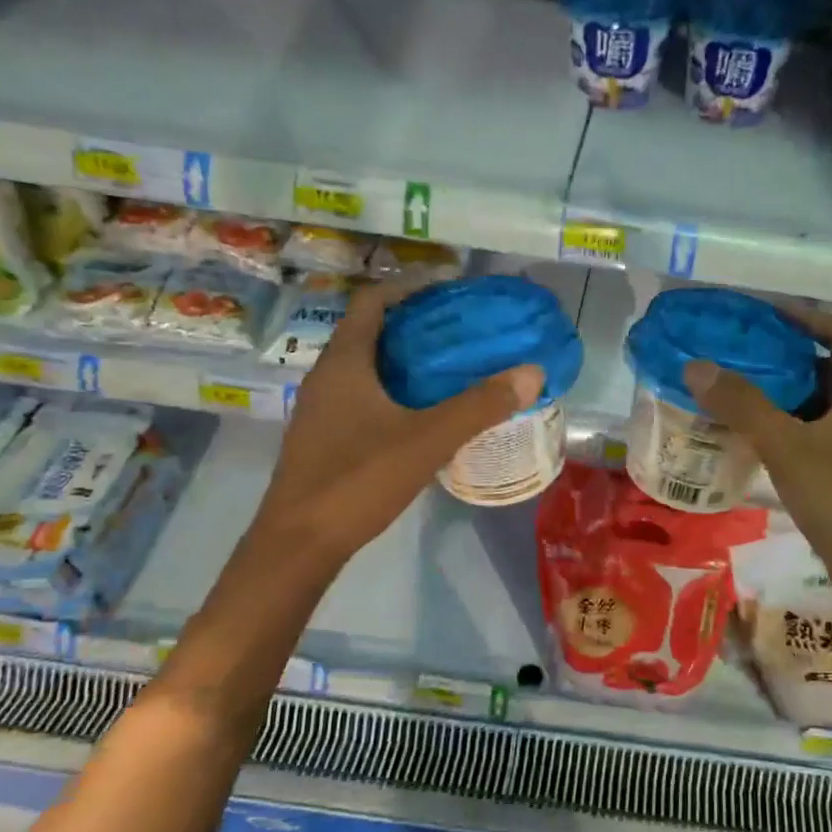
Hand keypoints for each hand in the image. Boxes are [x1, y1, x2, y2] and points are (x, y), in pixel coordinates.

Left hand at [260, 282, 543, 563]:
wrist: (300, 543)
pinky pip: (364, 398)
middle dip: (416, 326)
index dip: (409, 288)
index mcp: (345, 362)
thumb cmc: (358, 479)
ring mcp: (323, 410)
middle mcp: (328, 377)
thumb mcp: (428, 439)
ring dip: (406, 362)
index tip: (450, 291)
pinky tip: (425, 415)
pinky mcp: (326, 439)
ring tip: (452, 369)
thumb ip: (480, 406)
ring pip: (368, 369)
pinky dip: (396, 393)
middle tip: (463, 332)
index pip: (372, 302)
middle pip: (371, 333)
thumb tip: (531, 372)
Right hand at [682, 308, 831, 597]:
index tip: (770, 313)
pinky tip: (753, 435)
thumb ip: (742, 405)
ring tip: (740, 386)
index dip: (810, 318)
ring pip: (818, 404)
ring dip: (784, 391)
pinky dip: (785, 424)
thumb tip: (697, 366)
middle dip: (789, 354)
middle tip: (745, 349)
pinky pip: (812, 433)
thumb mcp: (785, 446)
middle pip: (828, 368)